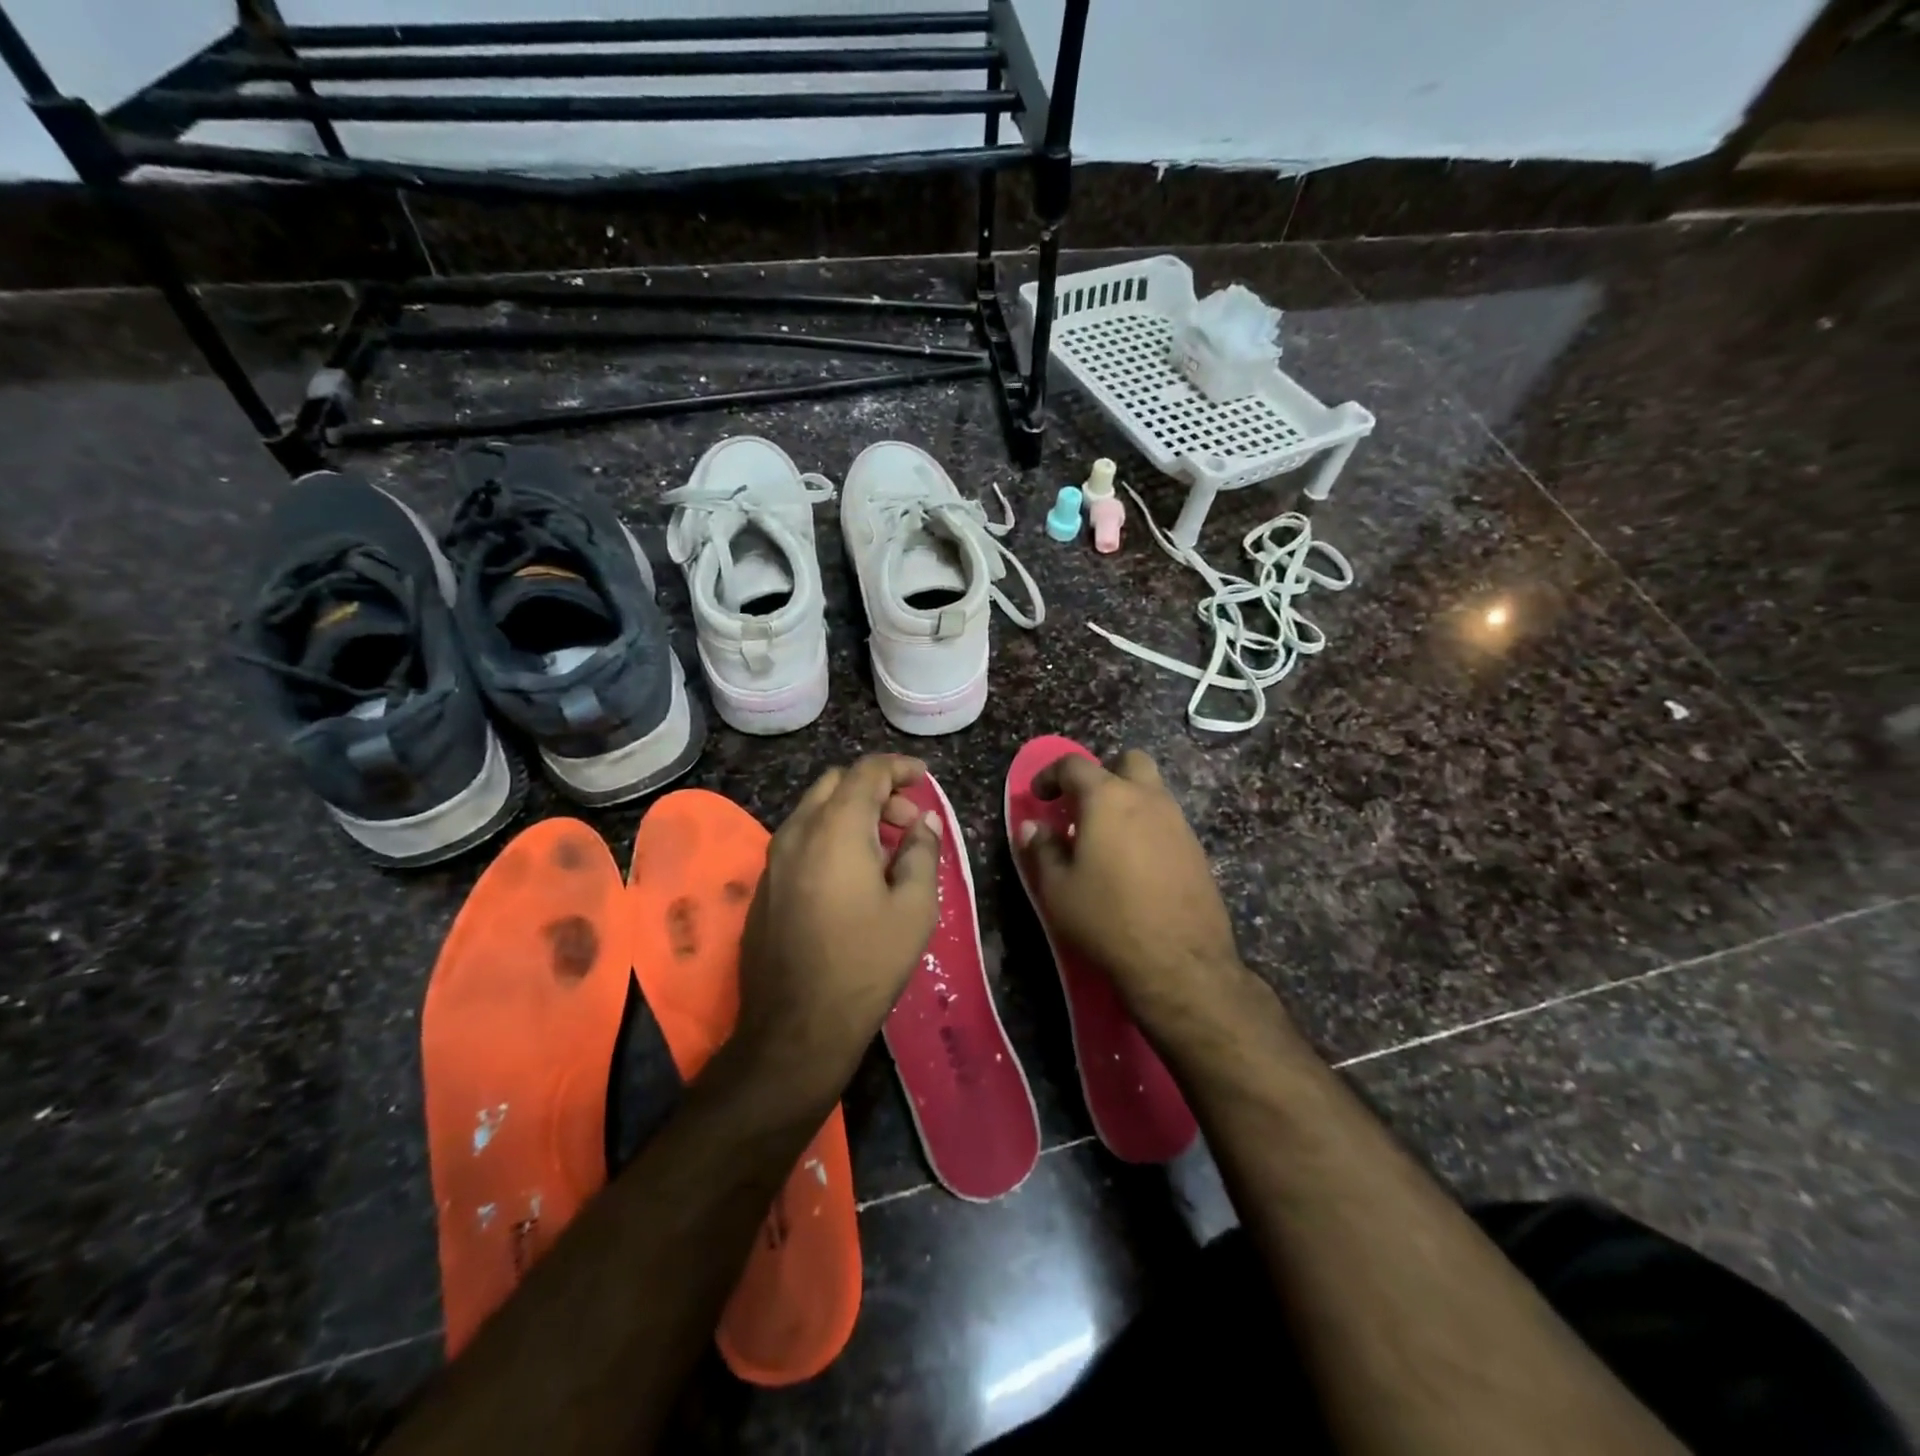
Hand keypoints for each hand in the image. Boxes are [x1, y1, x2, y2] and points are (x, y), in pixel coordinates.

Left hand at [736, 755, 941, 1093]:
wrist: (797, 1024)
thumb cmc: (866, 962)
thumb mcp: (914, 908)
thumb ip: (921, 853)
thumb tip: (922, 823)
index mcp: (836, 828)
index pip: (867, 771)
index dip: (900, 767)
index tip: (925, 779)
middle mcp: (797, 831)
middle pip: (836, 783)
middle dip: (877, 790)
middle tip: (908, 823)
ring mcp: (774, 858)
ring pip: (815, 810)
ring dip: (852, 813)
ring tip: (885, 851)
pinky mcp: (765, 885)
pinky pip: (800, 839)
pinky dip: (830, 836)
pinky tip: (852, 876)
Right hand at [1018, 749, 1248, 1034]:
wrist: (1180, 962)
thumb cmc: (1107, 918)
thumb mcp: (1057, 888)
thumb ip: (1041, 850)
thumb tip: (1032, 826)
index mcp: (1108, 798)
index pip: (1074, 765)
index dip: (1050, 775)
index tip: (1039, 798)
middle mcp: (1148, 798)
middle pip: (1128, 761)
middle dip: (1103, 773)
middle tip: (1082, 807)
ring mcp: (1178, 822)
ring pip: (1152, 790)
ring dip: (1127, 800)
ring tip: (1105, 838)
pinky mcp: (1196, 849)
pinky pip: (1167, 820)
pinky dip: (1146, 826)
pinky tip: (1134, 863)